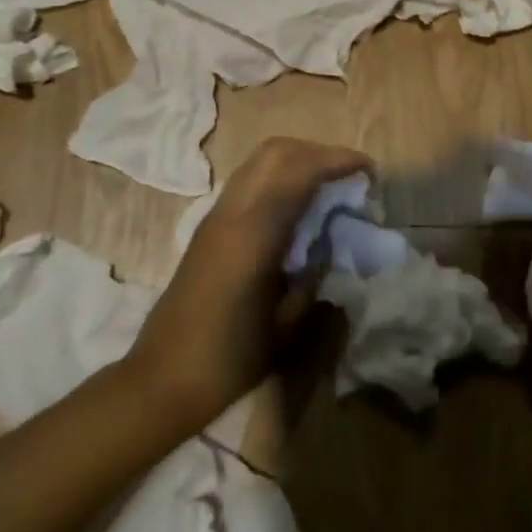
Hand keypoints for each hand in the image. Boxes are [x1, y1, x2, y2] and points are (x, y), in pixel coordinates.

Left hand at [127, 136, 370, 433]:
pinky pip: (250, 181)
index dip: (338, 161)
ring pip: (259, 161)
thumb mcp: (287, 326)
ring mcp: (216, 216)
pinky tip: (298, 206)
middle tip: (349, 174)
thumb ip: (314, 274)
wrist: (161, 380)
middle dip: (318, 152)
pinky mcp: (209, 227)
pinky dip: (280, 177)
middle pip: (276, 151)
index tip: (369, 170)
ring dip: (298, 160)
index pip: (300, 171)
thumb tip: (331, 242)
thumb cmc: (230, 360)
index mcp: (254, 234)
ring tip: (329, 185)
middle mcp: (232, 212)